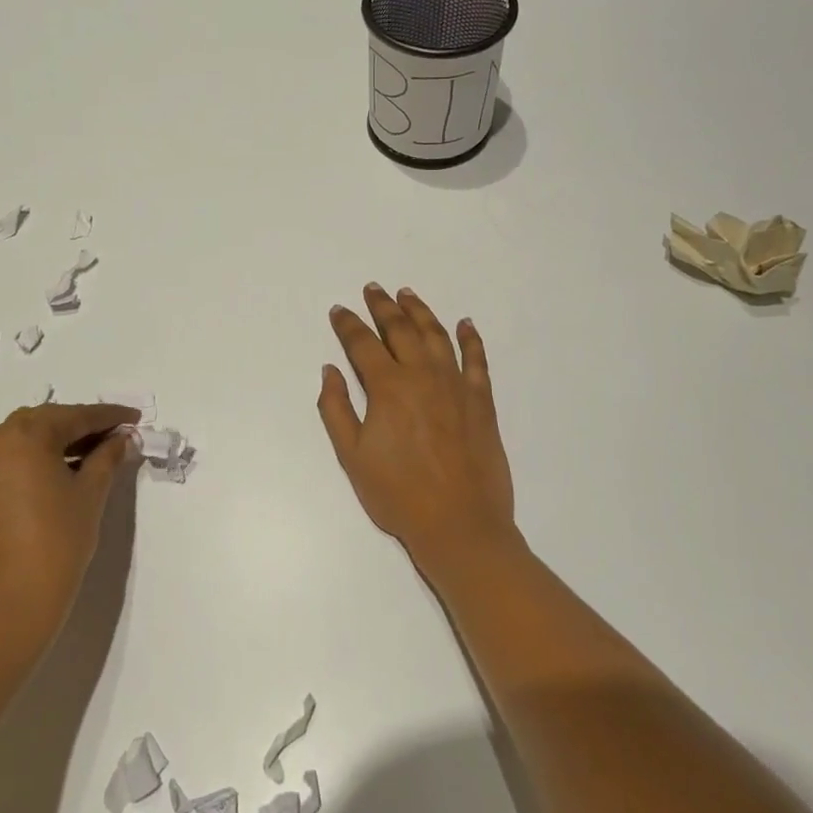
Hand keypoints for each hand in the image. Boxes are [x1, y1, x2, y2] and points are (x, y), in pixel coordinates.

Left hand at [0, 402, 138, 655]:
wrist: (9, 606)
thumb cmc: (57, 543)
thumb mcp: (90, 494)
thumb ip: (107, 457)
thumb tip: (122, 438)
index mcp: (23, 434)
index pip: (75, 416)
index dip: (109, 417)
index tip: (135, 417)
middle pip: (48, 422)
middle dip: (84, 427)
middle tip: (119, 436)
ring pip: (27, 438)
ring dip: (61, 441)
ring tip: (97, 453)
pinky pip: (11, 457)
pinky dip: (39, 457)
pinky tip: (67, 467)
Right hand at [318, 285, 517, 573]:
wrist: (459, 524)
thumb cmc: (398, 494)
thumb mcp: (352, 457)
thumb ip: (336, 409)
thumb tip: (330, 370)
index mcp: (388, 387)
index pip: (363, 344)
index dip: (348, 324)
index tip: (339, 310)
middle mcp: (423, 375)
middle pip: (401, 329)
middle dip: (383, 306)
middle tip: (373, 289)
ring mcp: (456, 385)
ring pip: (437, 335)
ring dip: (420, 311)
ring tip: (407, 295)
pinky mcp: (481, 400)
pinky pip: (477, 359)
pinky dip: (471, 338)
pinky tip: (466, 323)